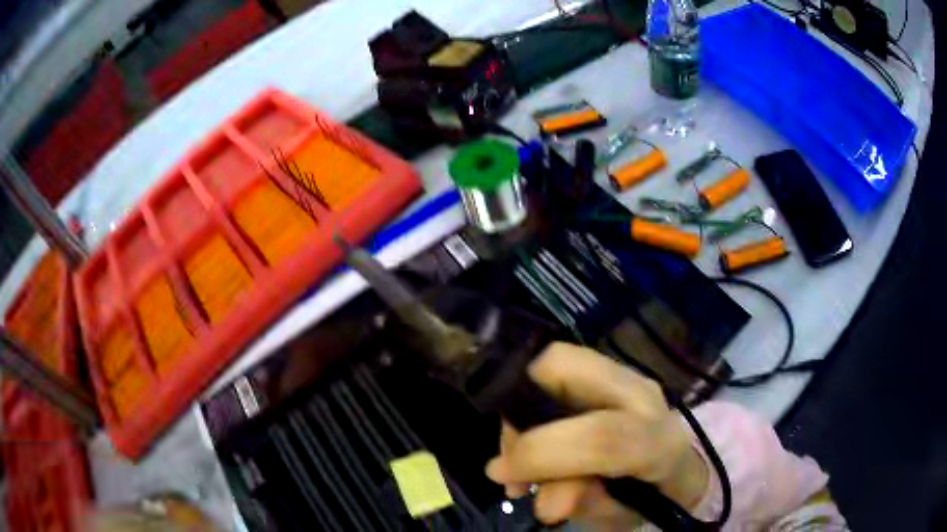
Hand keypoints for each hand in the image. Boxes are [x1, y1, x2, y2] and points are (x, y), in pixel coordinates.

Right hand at [484, 343, 708, 525]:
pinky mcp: (611, 372)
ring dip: (523, 405)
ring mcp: (627, 376)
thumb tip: (543, 502)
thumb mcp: (618, 516)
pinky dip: (532, 400)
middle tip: (511, 453)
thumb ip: (584, 503)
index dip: (542, 453)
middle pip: (567, 366)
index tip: (503, 474)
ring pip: (558, 361)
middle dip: (520, 404)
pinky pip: (560, 371)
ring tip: (518, 456)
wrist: (679, 470)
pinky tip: (531, 439)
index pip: (601, 436)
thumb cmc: (650, 499)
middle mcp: (643, 396)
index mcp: (658, 443)